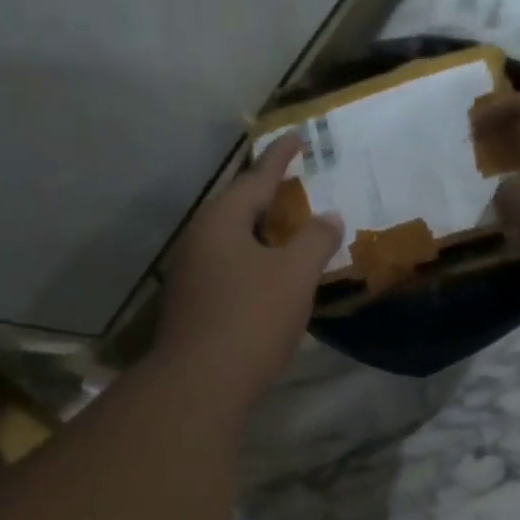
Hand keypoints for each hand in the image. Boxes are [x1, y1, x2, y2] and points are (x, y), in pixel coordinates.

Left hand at [155, 135, 343, 406]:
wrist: (200, 382)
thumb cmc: (251, 318)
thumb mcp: (294, 275)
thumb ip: (315, 240)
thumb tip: (330, 216)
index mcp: (221, 222)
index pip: (256, 179)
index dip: (281, 158)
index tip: (297, 136)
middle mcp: (198, 240)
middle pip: (237, 207)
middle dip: (267, 196)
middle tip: (294, 186)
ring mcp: (189, 273)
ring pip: (231, 240)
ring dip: (259, 232)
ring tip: (286, 231)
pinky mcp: (191, 304)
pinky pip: (227, 267)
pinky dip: (251, 261)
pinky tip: (268, 277)